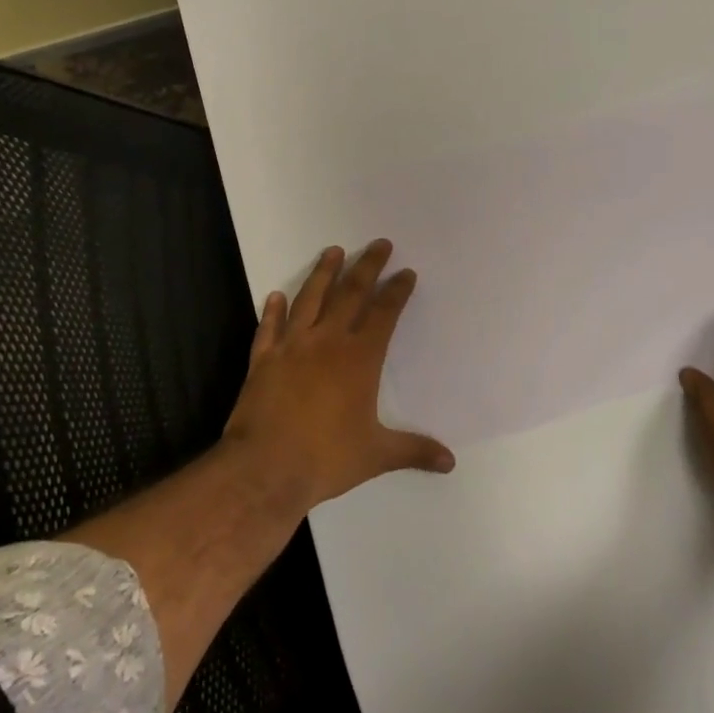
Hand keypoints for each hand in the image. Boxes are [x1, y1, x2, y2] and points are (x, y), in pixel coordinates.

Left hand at [222, 240, 454, 511]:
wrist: (264, 469)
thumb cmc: (325, 458)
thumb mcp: (377, 455)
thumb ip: (414, 451)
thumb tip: (450, 462)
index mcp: (359, 358)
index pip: (384, 313)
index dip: (397, 291)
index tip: (406, 273)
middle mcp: (327, 342)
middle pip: (350, 293)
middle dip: (367, 266)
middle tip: (379, 244)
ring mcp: (291, 347)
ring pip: (309, 299)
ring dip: (323, 273)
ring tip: (333, 251)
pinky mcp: (263, 360)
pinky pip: (269, 327)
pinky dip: (272, 310)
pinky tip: (275, 296)